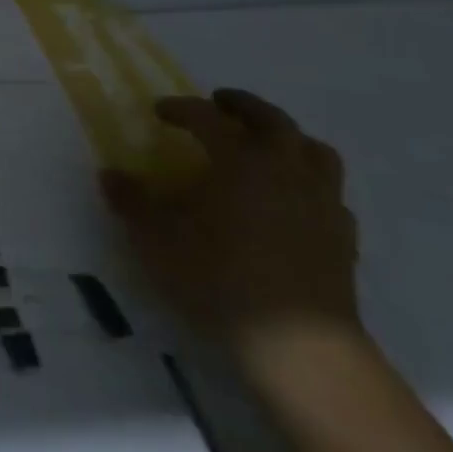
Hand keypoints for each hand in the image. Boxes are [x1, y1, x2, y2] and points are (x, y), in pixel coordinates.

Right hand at [102, 89, 360, 376]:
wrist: (301, 348)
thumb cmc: (220, 279)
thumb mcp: (156, 239)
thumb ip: (131, 202)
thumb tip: (109, 174)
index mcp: (239, 159)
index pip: (206, 117)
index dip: (180, 108)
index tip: (159, 111)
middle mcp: (284, 169)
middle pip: (271, 119)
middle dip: (243, 105)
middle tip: (220, 103)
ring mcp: (321, 203)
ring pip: (314, 150)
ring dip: (288, 138)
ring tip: (266, 145)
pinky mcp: (343, 239)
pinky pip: (330, 195)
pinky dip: (310, 185)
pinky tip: (293, 202)